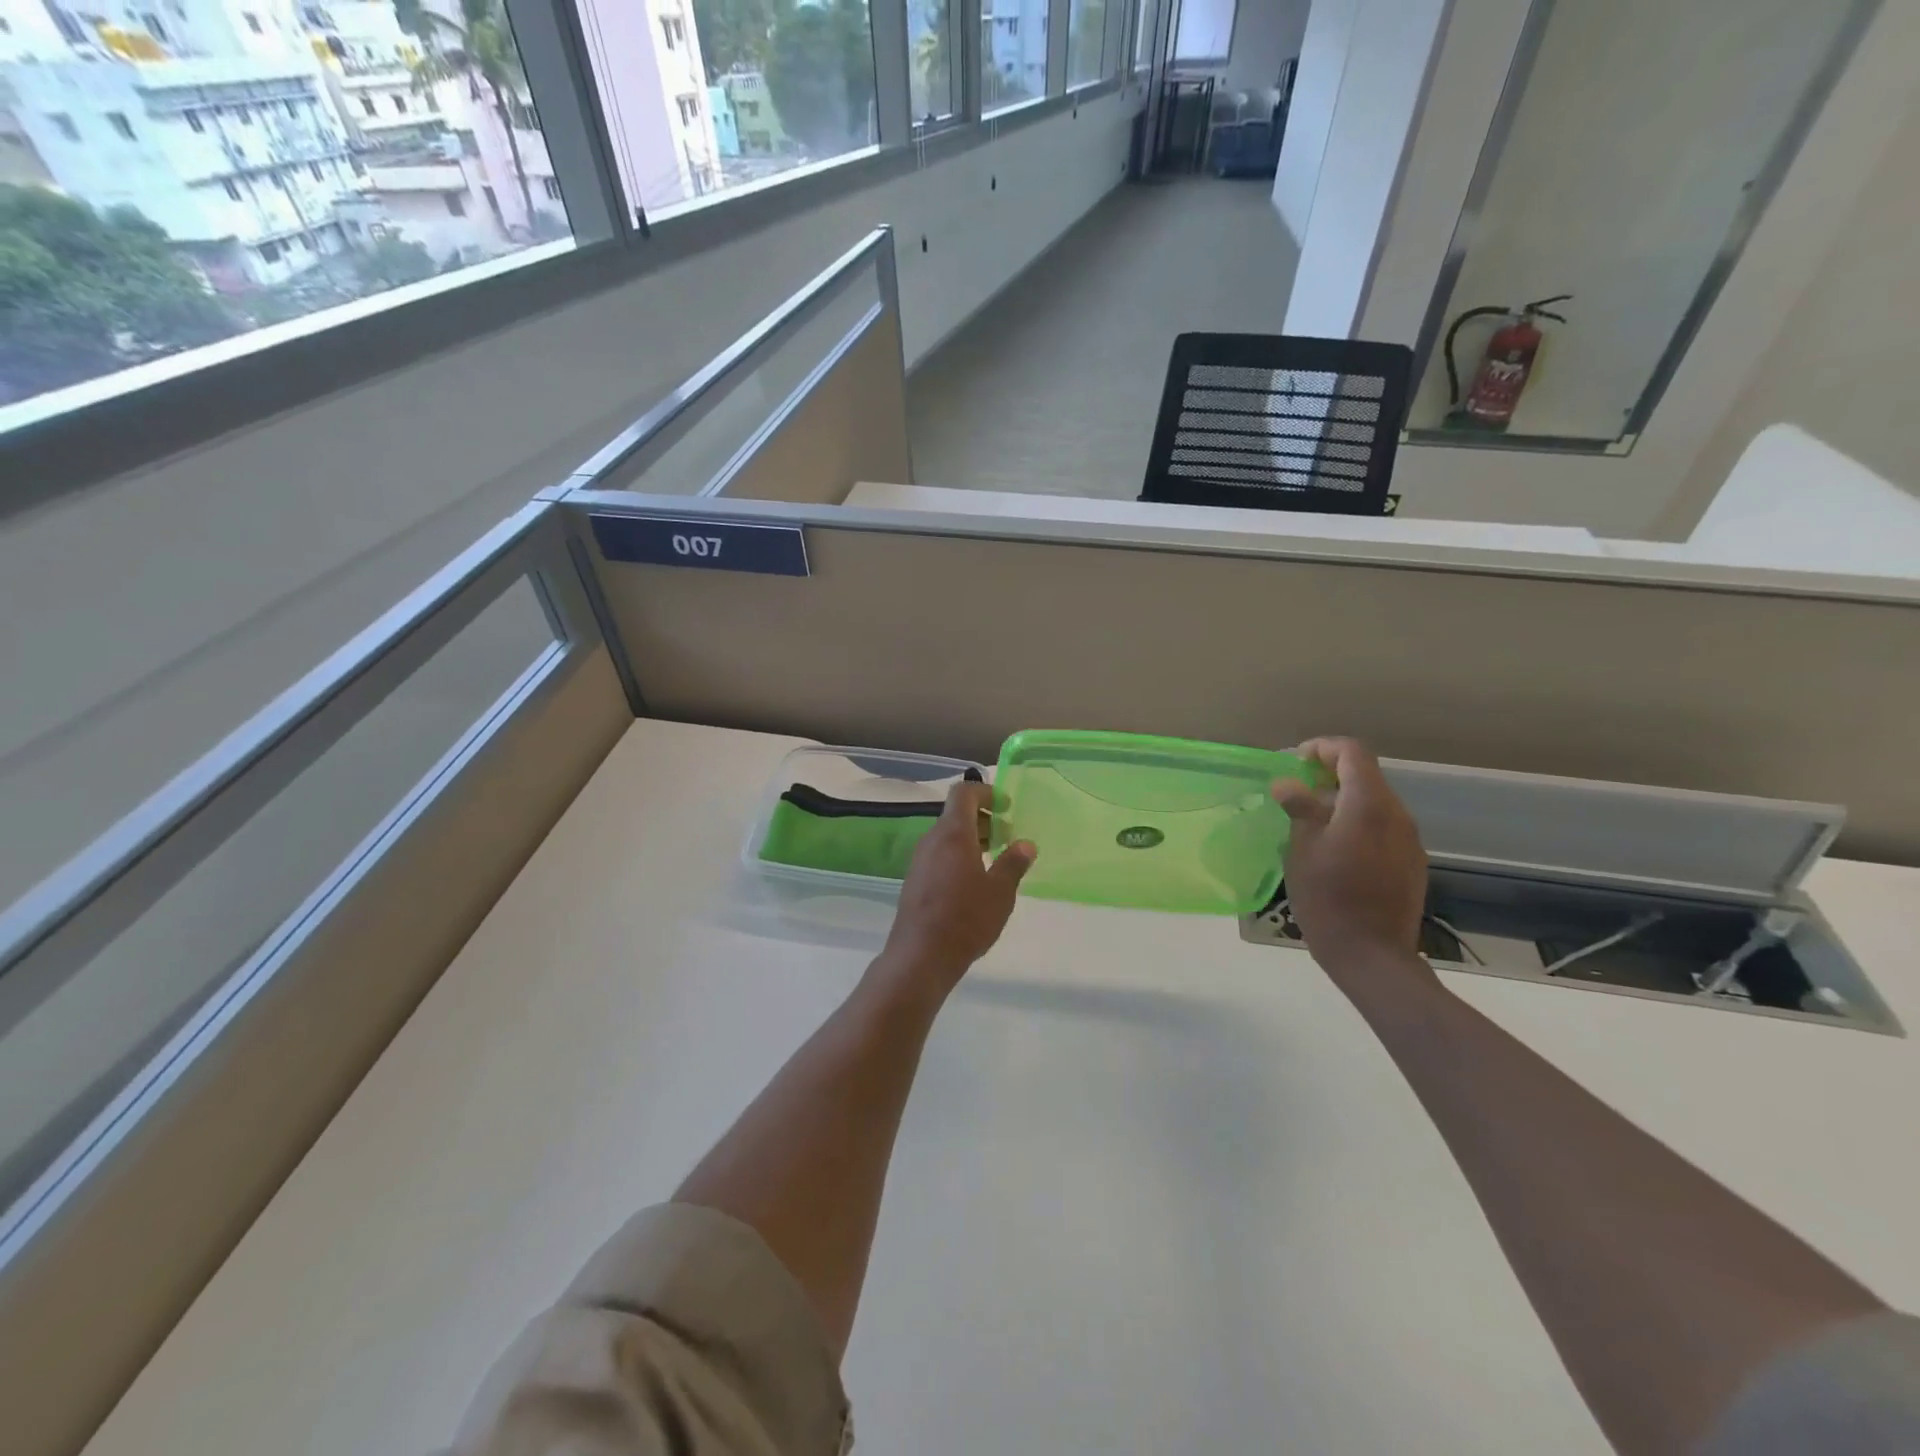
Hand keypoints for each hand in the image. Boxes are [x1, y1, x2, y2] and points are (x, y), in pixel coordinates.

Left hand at [874, 781, 1035, 999]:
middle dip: (982, 819)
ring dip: (970, 840)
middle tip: (1006, 836)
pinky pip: (938, 856)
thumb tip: (1026, 844)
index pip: (963, 793)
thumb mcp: (1000, 892)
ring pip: (946, 837)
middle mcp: (931, 840)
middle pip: (955, 815)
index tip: (1005, 806)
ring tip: (993, 860)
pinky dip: (957, 856)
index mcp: (952, 834)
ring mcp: (919, 861)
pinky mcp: (915, 881)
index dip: (985, 792)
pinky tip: (973, 882)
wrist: (920, 955)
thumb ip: (1013, 864)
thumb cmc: (966, 918)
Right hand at [1271, 738, 1433, 994]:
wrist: (1371, 954)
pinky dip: (1358, 824)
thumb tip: (1289, 784)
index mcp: (1369, 804)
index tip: (1295, 762)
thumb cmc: (1327, 896)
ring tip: (1311, 822)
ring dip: (1344, 801)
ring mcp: (1409, 840)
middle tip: (1296, 792)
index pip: (1352, 753)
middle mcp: (1396, 814)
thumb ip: (1300, 808)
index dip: (1322, 748)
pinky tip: (1335, 850)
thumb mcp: (1302, 848)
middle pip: (1366, 776)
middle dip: (1330, 775)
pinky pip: (1383, 828)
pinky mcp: (1411, 863)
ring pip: (1375, 803)